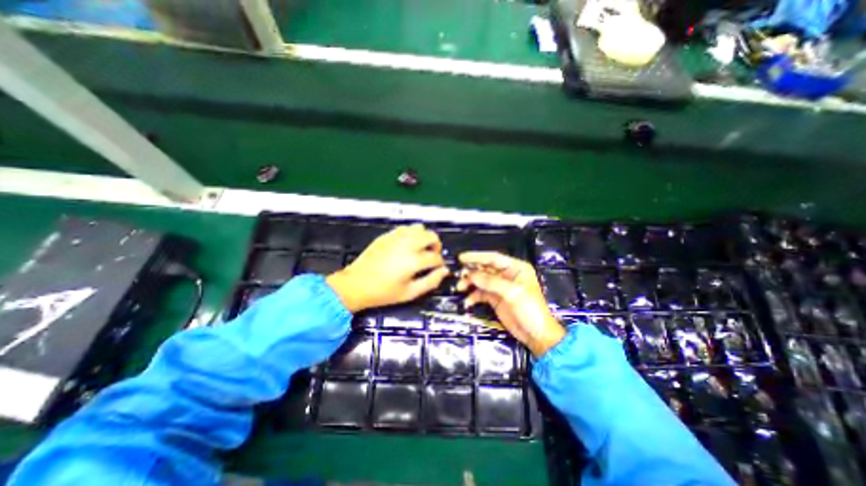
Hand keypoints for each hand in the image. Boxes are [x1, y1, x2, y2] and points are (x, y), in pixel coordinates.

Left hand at [323, 225, 444, 310]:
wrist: (355, 285)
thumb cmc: (383, 293)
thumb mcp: (410, 293)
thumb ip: (431, 282)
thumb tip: (444, 271)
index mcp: (413, 261)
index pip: (436, 257)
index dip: (440, 264)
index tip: (438, 268)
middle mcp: (407, 245)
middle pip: (431, 236)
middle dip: (436, 246)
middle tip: (432, 256)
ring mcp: (396, 237)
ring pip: (419, 228)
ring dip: (425, 237)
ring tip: (420, 249)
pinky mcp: (387, 235)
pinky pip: (405, 228)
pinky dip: (412, 234)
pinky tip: (408, 245)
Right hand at [455, 252, 565, 357]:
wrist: (536, 335)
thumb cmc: (530, 310)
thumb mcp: (513, 293)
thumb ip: (491, 282)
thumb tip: (471, 274)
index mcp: (516, 268)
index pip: (493, 258)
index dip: (477, 257)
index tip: (461, 257)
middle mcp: (507, 275)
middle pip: (485, 268)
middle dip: (472, 271)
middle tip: (458, 274)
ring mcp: (500, 287)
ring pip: (481, 280)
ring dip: (470, 283)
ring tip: (460, 287)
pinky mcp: (495, 299)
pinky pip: (481, 293)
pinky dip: (473, 296)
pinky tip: (468, 301)